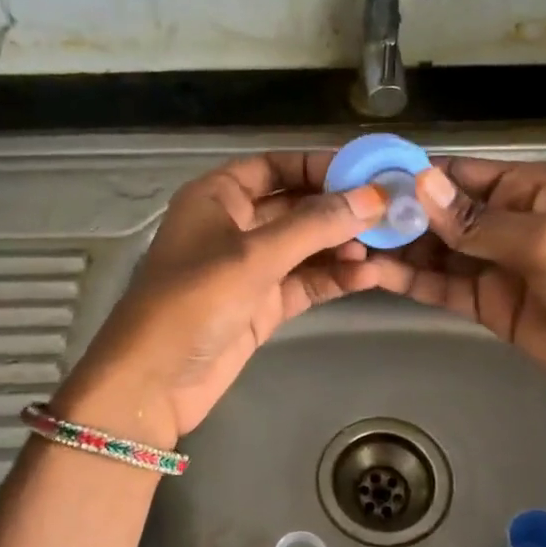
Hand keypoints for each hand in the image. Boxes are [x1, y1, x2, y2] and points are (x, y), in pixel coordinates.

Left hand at [54, 152, 386, 448]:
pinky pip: (305, 281)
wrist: (155, 381)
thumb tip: (374, 198)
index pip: (275, 166)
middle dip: (339, 209)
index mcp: (217, 196)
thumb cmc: (194, 300)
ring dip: (341, 245)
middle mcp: (234, 225)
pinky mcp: (262, 304)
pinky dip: (334, 277)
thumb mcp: (255, 255)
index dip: (319, 166)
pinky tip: (368, 275)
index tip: (368, 172)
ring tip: (384, 245)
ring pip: (305, 246)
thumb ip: (316, 225)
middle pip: (296, 206)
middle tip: (389, 211)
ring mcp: (249, 268)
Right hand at [371, 158, 545, 432]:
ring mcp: (495, 265)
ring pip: (435, 249)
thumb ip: (478, 221)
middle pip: (440, 212)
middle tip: (345, 223)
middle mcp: (507, 220)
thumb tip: (418, 184)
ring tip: (349, 249)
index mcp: (529, 189)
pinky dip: (410, 280)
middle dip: (397, 215)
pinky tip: (374, 275)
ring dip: (397, 249)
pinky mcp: (487, 304)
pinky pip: (442, 285)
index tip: (364, 184)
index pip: (460, 174)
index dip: (413, 177)